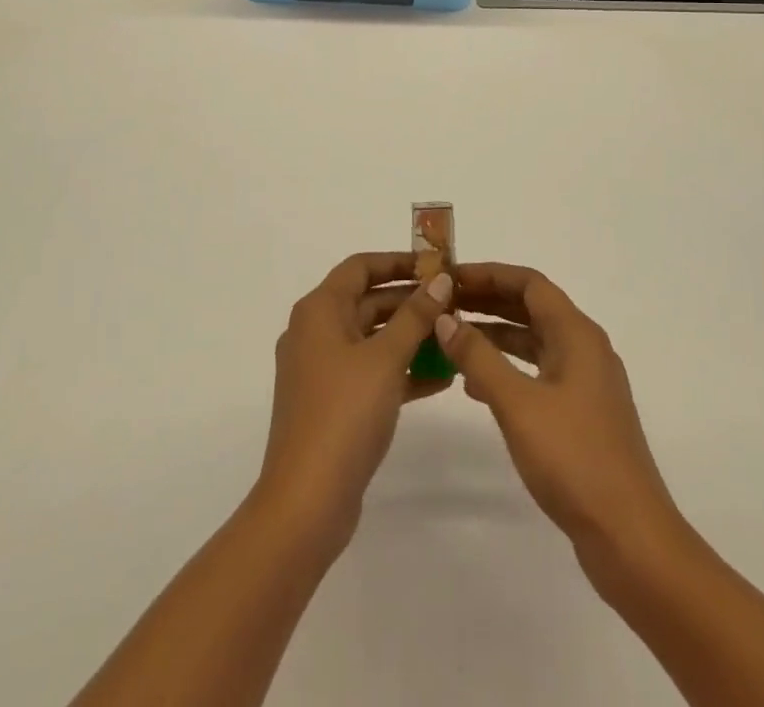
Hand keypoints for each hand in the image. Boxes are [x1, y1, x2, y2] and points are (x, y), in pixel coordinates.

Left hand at [257, 252, 453, 549]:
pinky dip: (402, 370)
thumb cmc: (344, 414)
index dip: (398, 261)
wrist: (307, 501)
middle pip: (367, 301)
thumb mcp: (386, 358)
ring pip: (373, 339)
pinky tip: (443, 377)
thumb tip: (440, 279)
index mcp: (319, 310)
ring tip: (456, 337)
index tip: (436, 265)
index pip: (360, 267)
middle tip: (455, 303)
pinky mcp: (333, 403)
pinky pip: (372, 372)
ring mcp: (323, 370)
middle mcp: (316, 332)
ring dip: (411, 337)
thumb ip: (415, 316)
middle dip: (411, 301)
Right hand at [437, 263, 679, 555]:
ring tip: (451, 338)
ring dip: (495, 335)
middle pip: (532, 308)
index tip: (451, 278)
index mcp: (577, 334)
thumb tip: (444, 319)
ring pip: (534, 341)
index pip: (530, 283)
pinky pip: (538, 373)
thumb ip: (479, 357)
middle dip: (489, 302)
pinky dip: (508, 369)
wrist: (630, 537)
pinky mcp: (582, 414)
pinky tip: (476, 386)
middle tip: (444, 303)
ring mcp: (586, 383)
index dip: (489, 274)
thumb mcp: (518, 403)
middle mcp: (585, 348)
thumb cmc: (574, 459)